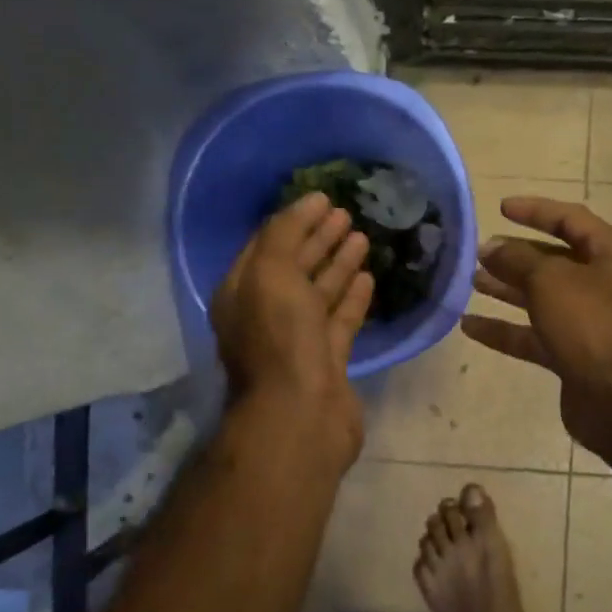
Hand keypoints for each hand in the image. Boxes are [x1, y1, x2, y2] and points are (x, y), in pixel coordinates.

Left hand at [213, 192, 374, 471]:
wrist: (301, 413)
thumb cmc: (280, 338)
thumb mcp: (271, 273)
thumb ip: (284, 234)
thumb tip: (306, 204)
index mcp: (243, 292)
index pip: (267, 245)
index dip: (294, 220)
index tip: (323, 197)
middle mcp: (266, 313)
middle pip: (294, 267)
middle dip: (318, 239)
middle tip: (346, 213)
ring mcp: (297, 339)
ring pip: (319, 292)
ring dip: (338, 264)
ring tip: (362, 237)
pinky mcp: (327, 360)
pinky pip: (340, 319)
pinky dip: (352, 297)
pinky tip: (368, 277)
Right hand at [462, 197, 611, 463]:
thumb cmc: (593, 324)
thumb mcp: (551, 280)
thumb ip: (517, 259)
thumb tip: (491, 248)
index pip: (570, 219)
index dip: (535, 211)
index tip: (500, 208)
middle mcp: (604, 283)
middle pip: (554, 259)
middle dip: (516, 254)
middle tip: (479, 251)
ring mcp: (589, 321)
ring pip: (541, 297)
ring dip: (507, 289)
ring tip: (471, 281)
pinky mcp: (573, 354)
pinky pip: (533, 335)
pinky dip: (505, 329)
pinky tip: (469, 325)